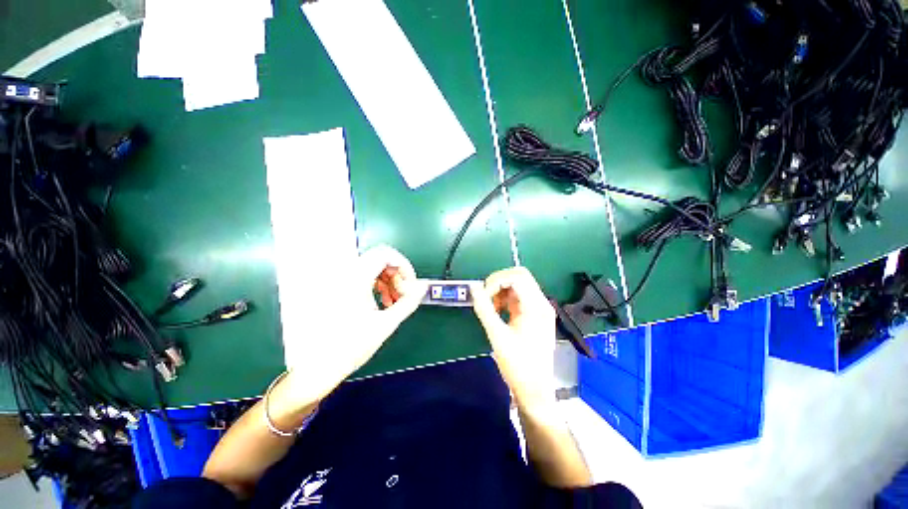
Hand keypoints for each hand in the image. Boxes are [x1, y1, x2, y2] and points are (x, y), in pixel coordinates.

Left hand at [284, 245, 426, 404]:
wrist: (318, 366)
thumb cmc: (350, 347)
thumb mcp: (386, 324)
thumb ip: (408, 302)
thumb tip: (422, 288)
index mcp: (356, 279)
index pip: (386, 254)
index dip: (404, 266)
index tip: (411, 284)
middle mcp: (346, 275)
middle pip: (380, 260)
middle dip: (397, 275)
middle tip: (403, 295)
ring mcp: (340, 282)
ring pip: (373, 268)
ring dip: (389, 281)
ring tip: (394, 302)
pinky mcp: (338, 289)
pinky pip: (363, 277)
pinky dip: (377, 285)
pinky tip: (383, 302)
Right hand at [471, 267, 556, 410]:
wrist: (535, 390)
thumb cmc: (518, 366)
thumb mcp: (497, 336)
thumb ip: (484, 309)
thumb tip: (474, 287)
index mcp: (536, 307)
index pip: (518, 277)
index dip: (497, 280)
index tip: (484, 295)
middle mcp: (540, 303)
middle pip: (520, 276)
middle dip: (499, 282)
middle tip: (486, 297)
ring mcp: (538, 308)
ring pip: (517, 284)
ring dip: (501, 290)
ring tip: (491, 307)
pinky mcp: (532, 314)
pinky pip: (517, 296)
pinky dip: (504, 298)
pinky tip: (497, 311)